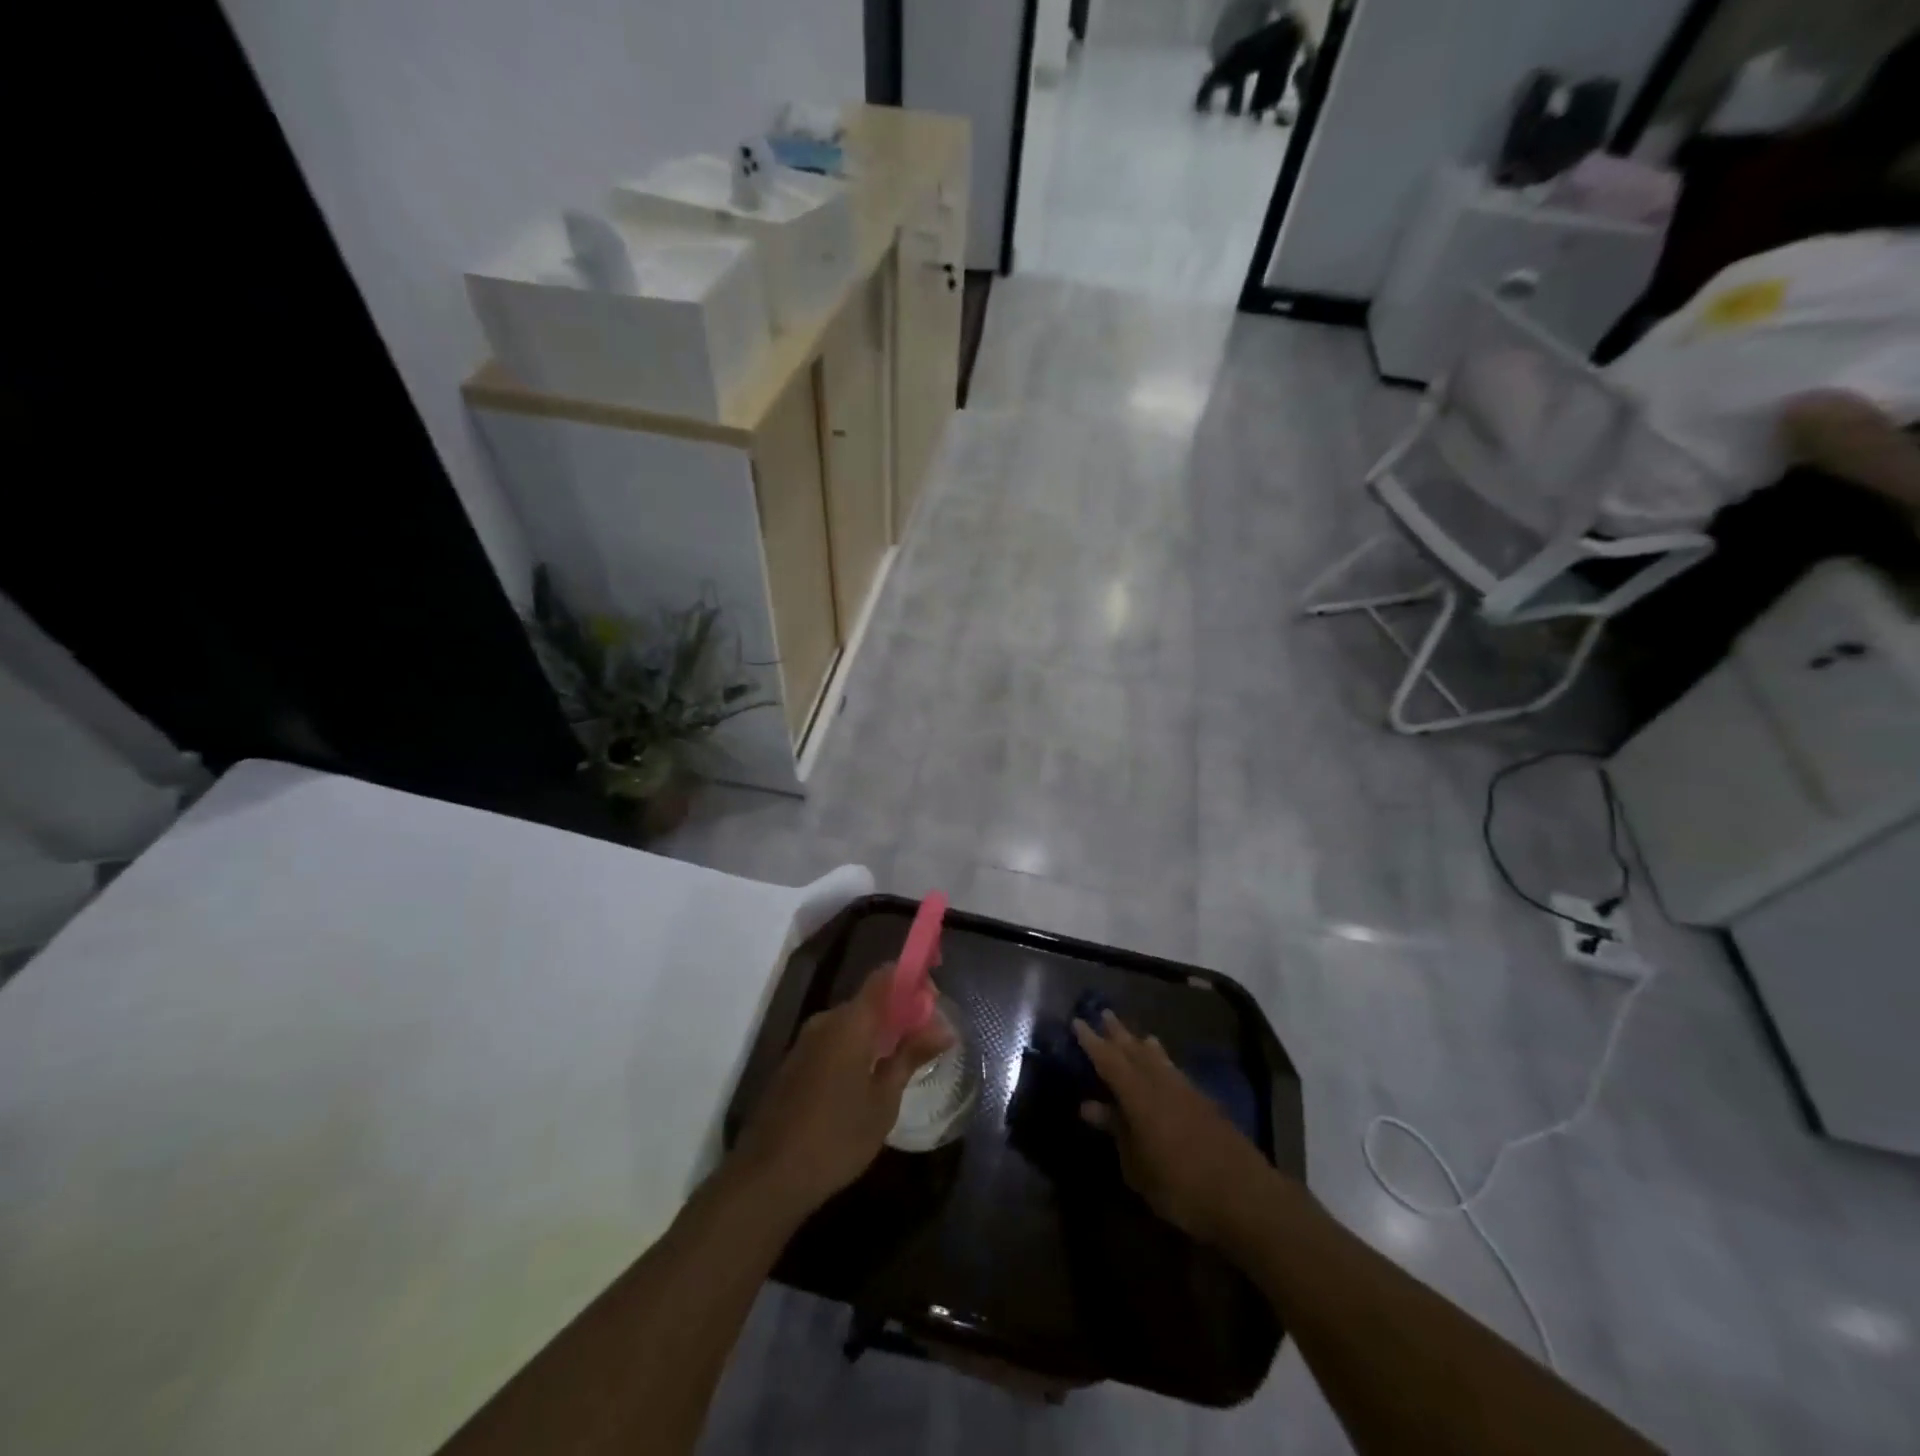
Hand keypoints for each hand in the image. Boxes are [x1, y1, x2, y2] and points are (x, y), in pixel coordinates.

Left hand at [733, 964, 953, 1218]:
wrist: (767, 1177)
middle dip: (900, 1011)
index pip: (885, 976)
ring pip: (851, 1022)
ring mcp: (805, 1041)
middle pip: (870, 999)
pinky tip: (868, 1081)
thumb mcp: (883, 1101)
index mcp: (851, 1022)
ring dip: (878, 1032)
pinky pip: (834, 1040)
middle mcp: (826, 1021)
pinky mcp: (794, 1063)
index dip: (912, 978)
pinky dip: (856, 1047)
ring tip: (902, 1063)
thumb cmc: (836, 1138)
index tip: (934, 999)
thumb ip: (911, 1056)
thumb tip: (944, 1028)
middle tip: (925, 1039)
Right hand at [1073, 1010, 1274, 1246]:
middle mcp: (1162, 1084)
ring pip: (1159, 1058)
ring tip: (1137, 1035)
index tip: (1077, 1022)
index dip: (1092, 1042)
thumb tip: (1090, 1107)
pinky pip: (1175, 1071)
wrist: (1245, 1196)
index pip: (1109, 1060)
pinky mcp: (1206, 1103)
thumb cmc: (1180, 1186)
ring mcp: (1187, 1091)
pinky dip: (1164, 1062)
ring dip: (1143, 1044)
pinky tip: (1165, 1067)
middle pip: (1135, 1051)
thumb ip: (1116, 1132)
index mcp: (1139, 1096)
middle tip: (1104, 1014)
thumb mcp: (1137, 1166)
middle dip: (1118, 1033)